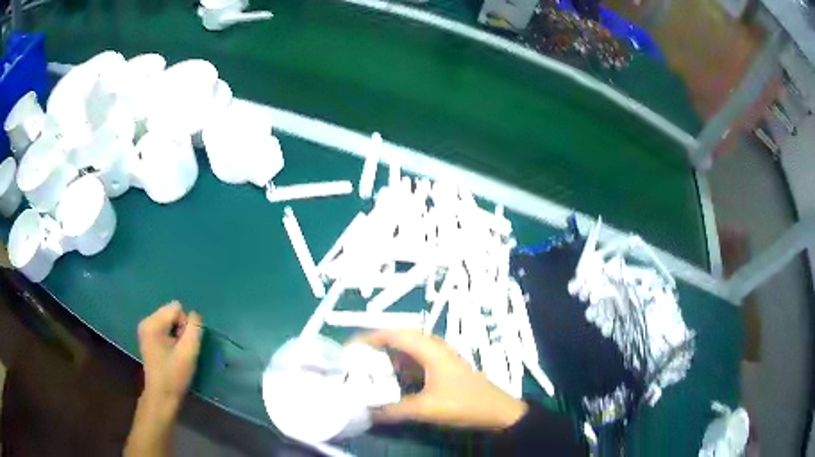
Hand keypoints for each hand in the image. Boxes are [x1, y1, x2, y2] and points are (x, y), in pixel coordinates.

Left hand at [126, 302, 201, 456]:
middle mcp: (146, 321)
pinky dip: (170, 338)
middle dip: (180, 329)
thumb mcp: (189, 352)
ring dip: (176, 335)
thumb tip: (195, 314)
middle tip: (180, 350)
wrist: (161, 396)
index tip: (183, 345)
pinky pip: (164, 327)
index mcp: (153, 323)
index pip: (177, 309)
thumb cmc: (174, 375)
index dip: (185, 326)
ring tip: (176, 353)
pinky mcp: (147, 337)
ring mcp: (145, 329)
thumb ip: (194, 329)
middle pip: (172, 313)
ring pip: (169, 320)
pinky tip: (170, 353)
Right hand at [353, 329, 527, 430]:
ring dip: (388, 357)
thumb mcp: (426, 409)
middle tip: (355, 358)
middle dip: (376, 346)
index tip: (349, 348)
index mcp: (430, 349)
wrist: (498, 411)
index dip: (370, 337)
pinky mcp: (443, 368)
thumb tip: (365, 413)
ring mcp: (440, 357)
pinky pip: (416, 361)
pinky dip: (400, 367)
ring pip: (408, 350)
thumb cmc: (464, 404)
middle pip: (399, 338)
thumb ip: (394, 411)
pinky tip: (390, 380)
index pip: (394, 334)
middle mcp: (434, 347)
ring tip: (367, 368)